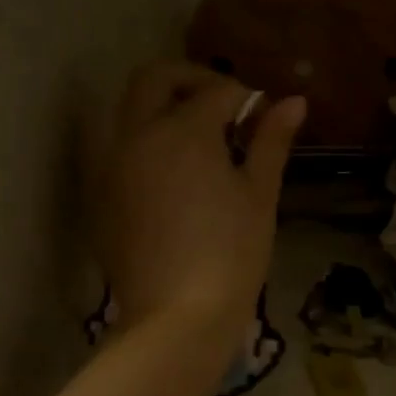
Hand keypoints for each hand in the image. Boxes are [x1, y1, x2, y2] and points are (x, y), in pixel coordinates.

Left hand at [101, 61, 304, 346]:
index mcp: (183, 131)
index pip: (218, 92)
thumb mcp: (259, 195)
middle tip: (224, 106)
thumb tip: (294, 102)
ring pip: (128, 110)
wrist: (177, 317)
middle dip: (191, 80)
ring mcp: (111, 165)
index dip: (247, 98)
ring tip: (197, 139)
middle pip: (155, 79)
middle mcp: (137, 135)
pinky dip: (144, 141)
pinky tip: (173, 175)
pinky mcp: (101, 196)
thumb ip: (272, 142)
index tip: (265, 117)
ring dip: (161, 106)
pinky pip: (117, 148)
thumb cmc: (232, 254)